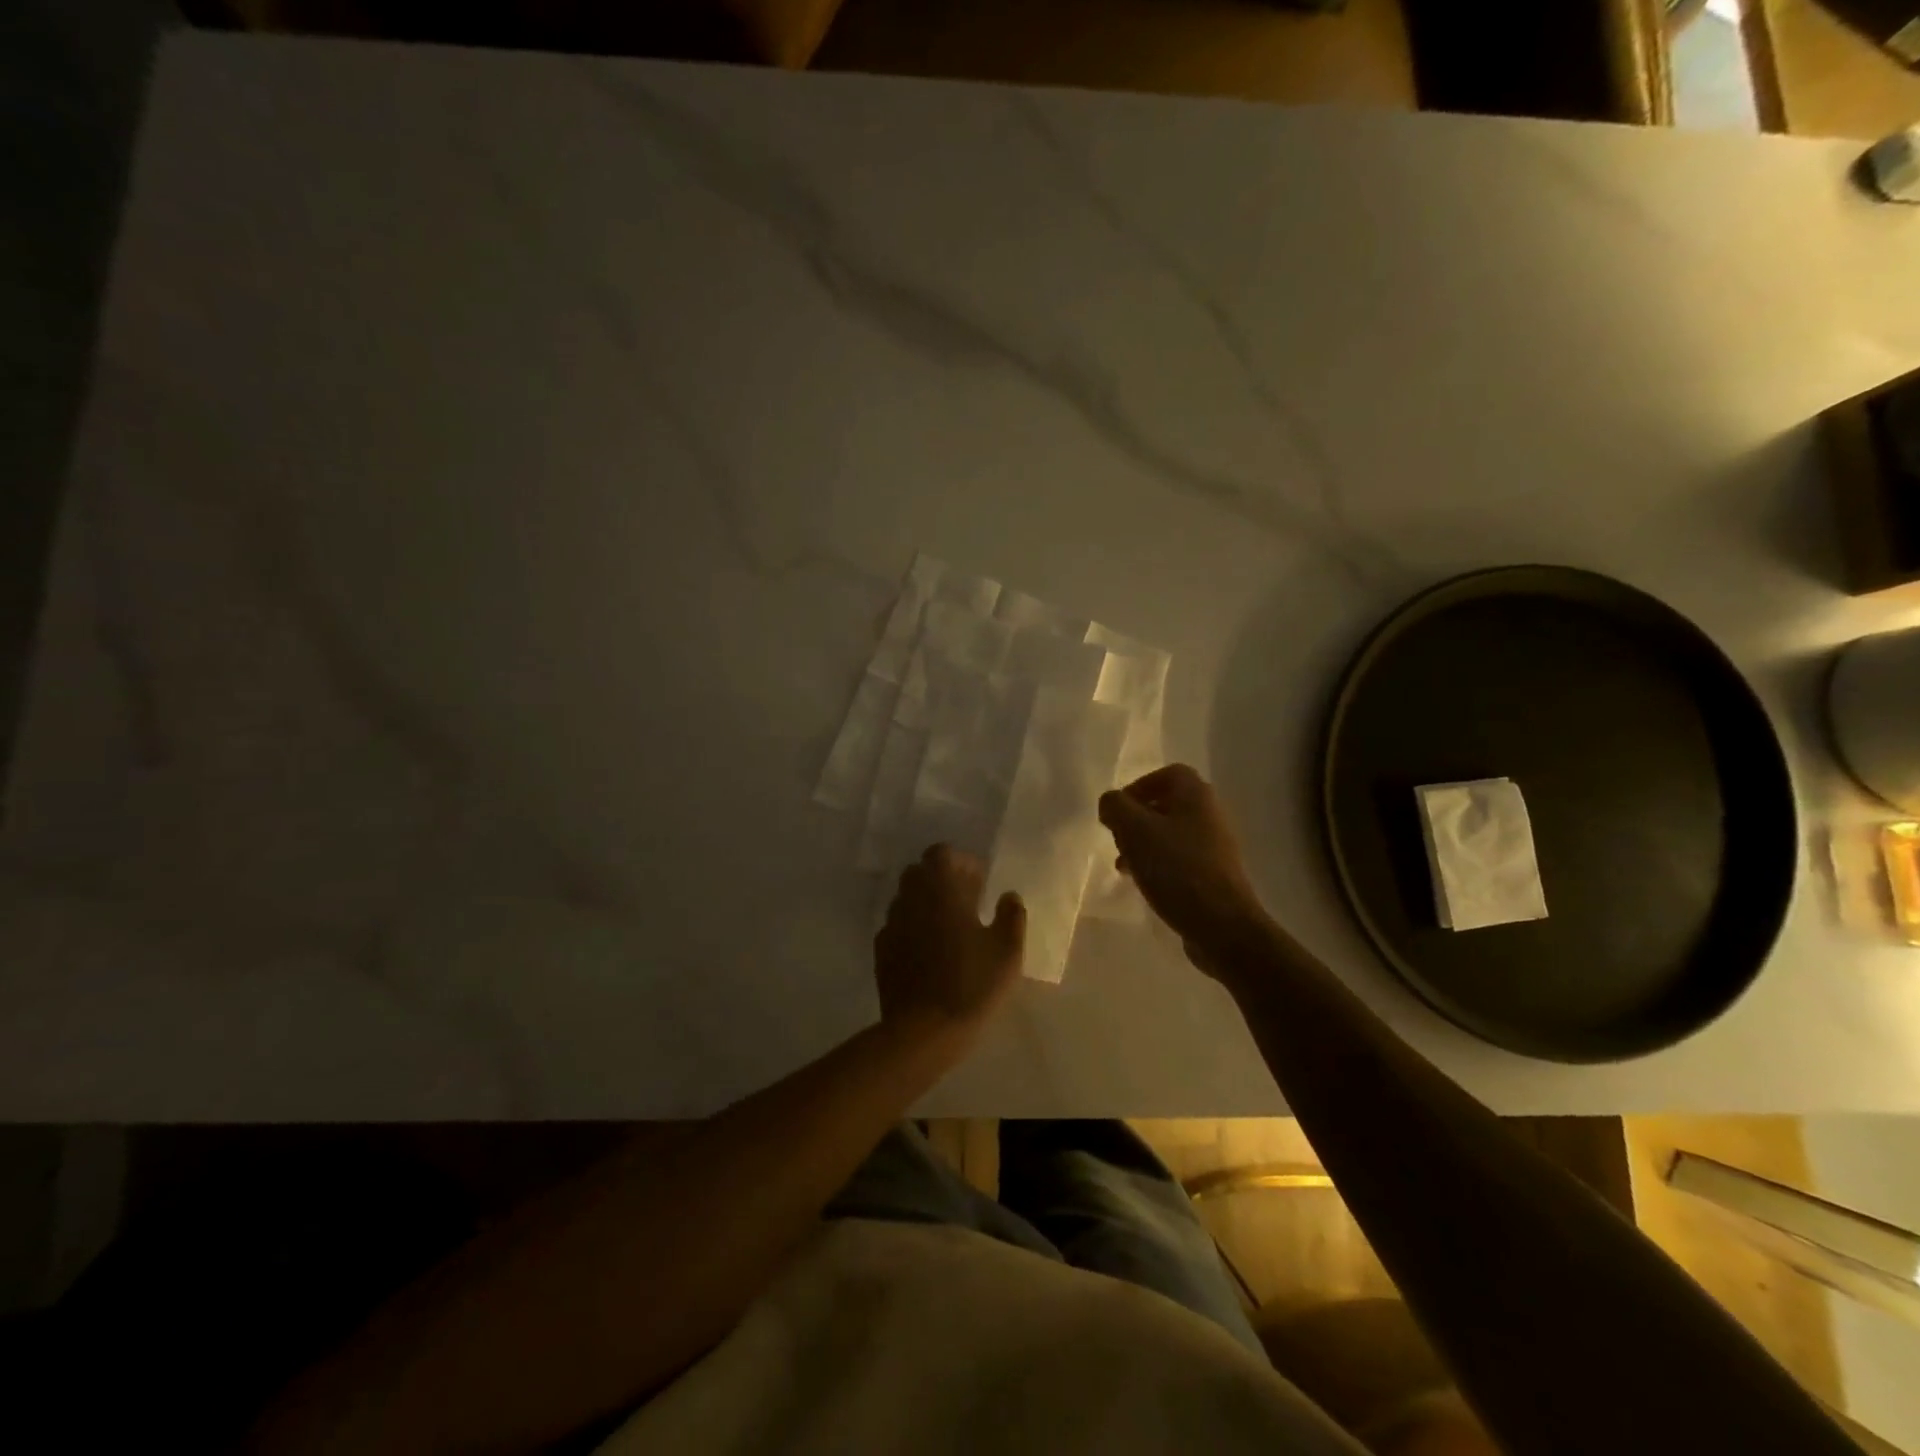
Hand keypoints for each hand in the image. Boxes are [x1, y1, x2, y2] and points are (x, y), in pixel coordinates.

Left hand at [875, 845, 1025, 1039]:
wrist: (924, 1032)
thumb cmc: (972, 984)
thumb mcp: (1007, 951)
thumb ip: (1011, 916)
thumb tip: (1009, 897)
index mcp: (940, 890)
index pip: (941, 853)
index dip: (960, 862)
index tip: (979, 882)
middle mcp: (911, 899)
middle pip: (919, 872)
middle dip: (941, 879)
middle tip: (966, 901)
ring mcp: (892, 925)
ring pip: (906, 898)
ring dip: (925, 903)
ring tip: (949, 928)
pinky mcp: (882, 951)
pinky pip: (897, 926)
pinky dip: (912, 928)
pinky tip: (929, 952)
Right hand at [1098, 764, 1269, 977]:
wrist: (1222, 925)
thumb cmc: (1176, 869)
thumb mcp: (1134, 831)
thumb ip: (1116, 807)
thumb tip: (1111, 803)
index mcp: (1196, 796)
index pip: (1169, 773)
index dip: (1140, 785)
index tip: (1119, 810)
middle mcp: (1210, 815)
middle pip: (1169, 804)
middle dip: (1138, 818)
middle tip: (1118, 837)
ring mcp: (1215, 847)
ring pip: (1171, 834)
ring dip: (1144, 843)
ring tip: (1124, 864)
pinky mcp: (1213, 876)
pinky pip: (1180, 859)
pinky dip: (1158, 864)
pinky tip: (1143, 883)